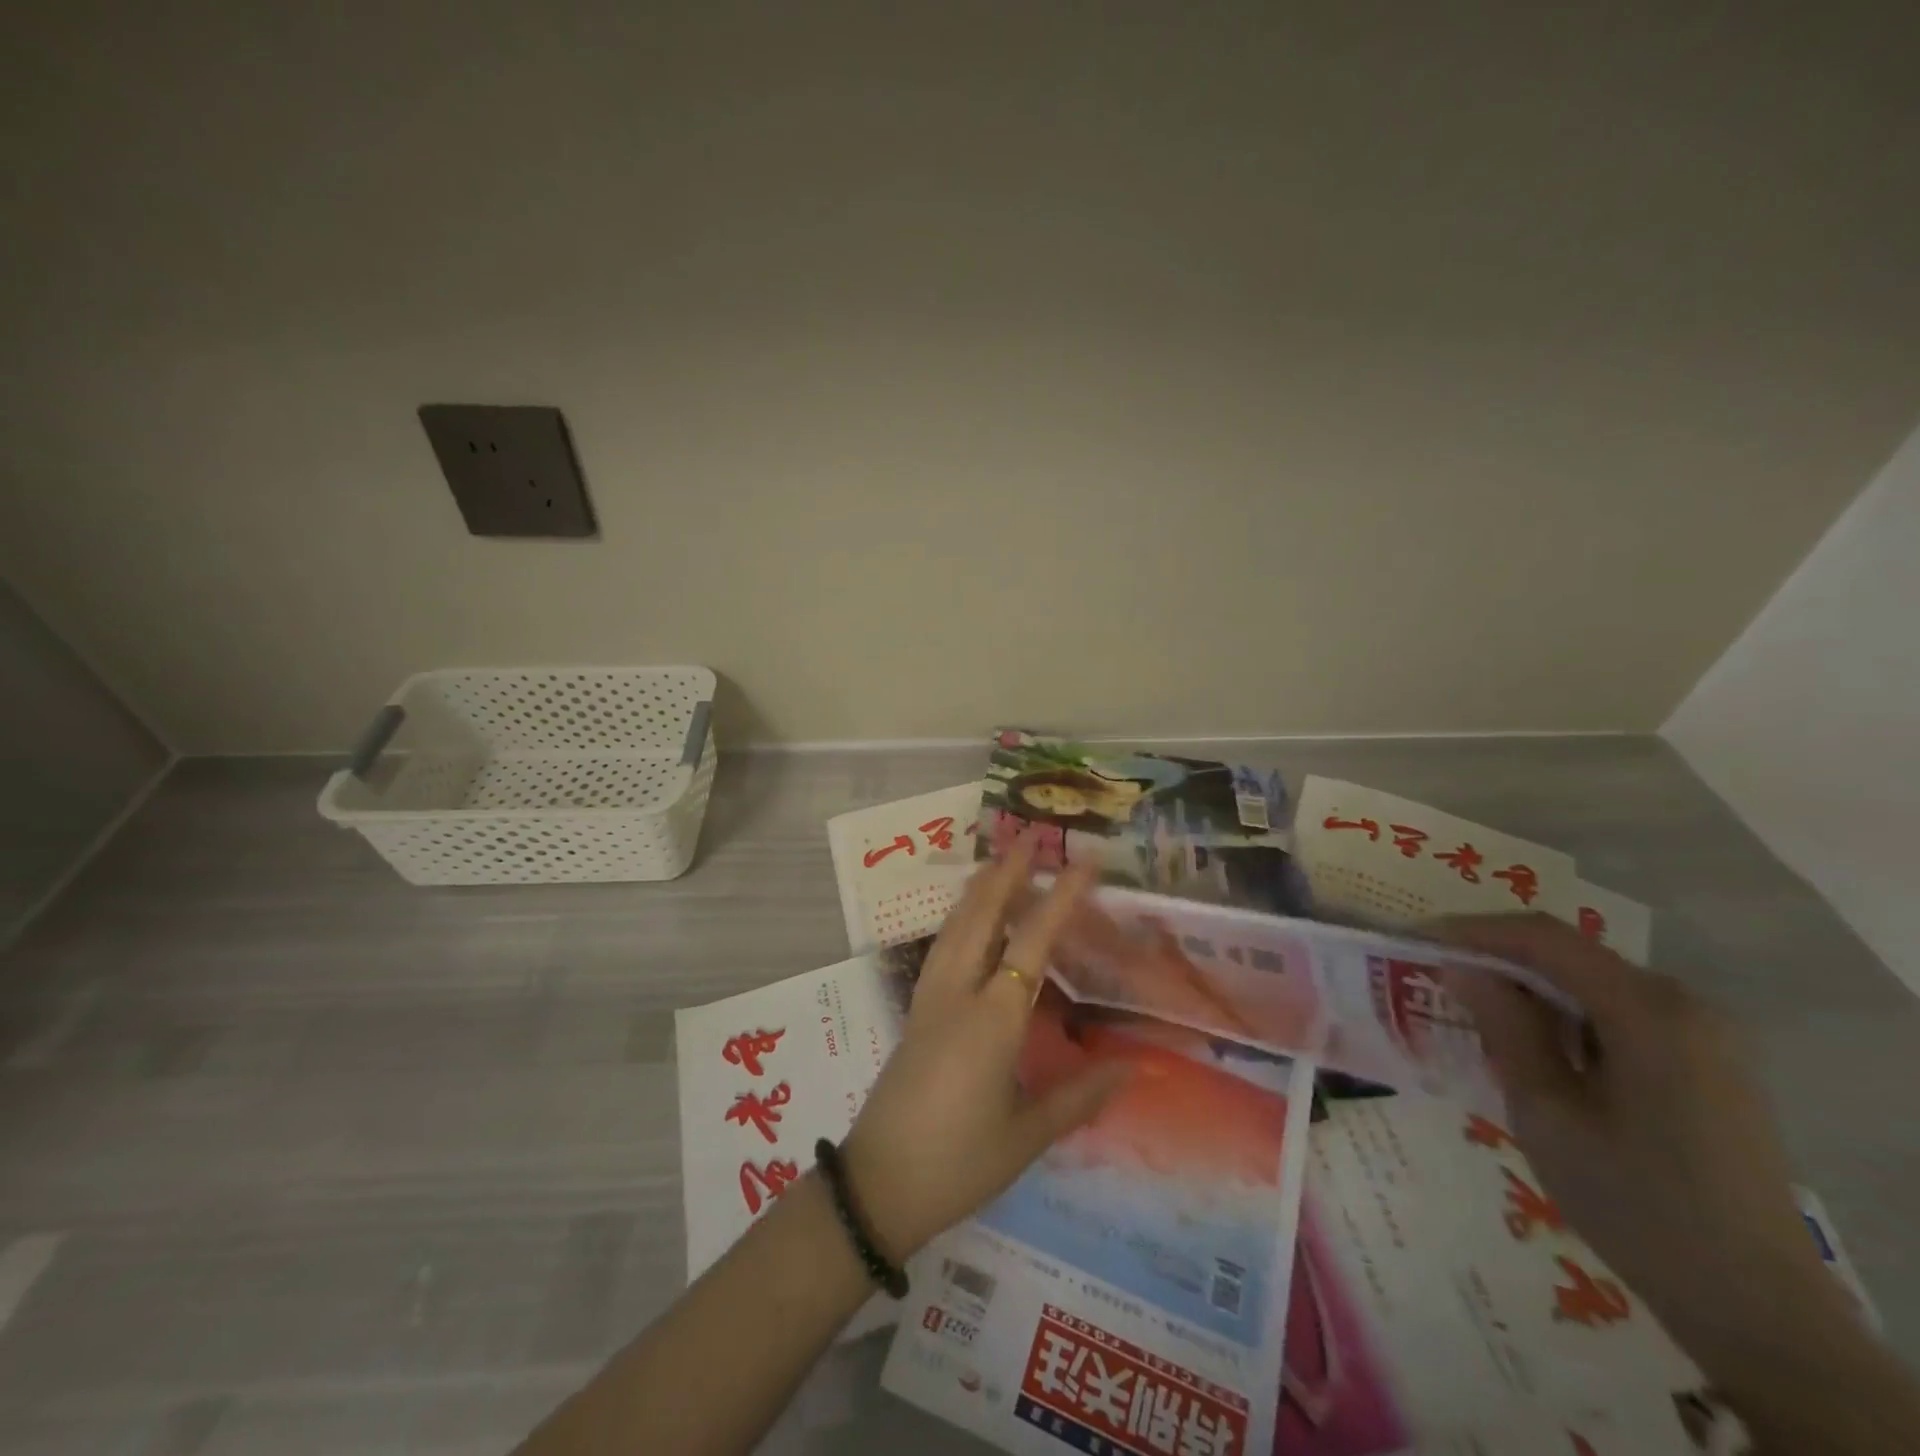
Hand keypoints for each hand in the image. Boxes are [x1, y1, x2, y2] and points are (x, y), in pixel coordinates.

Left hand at [840, 841, 1130, 1261]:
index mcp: (993, 1019)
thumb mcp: (1027, 1136)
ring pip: (955, 928)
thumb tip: (1134, 1068)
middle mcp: (958, 995)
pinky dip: (959, 920)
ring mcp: (930, 1000)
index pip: (1033, 943)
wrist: (877, 1186)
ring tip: (997, 865)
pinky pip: (941, 949)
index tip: (1084, 863)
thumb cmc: (959, 1163)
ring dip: (979, 892)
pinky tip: (966, 921)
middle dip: (1007, 875)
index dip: (1061, 898)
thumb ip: (1080, 1096)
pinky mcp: (915, 1013)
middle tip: (1029, 840)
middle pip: (982, 918)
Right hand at [1435, 915, 1836, 1357]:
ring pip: (1589, 980)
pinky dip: (1561, 1011)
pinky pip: (1615, 1009)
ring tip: (1469, 1006)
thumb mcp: (1547, 1112)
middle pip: (1569, 953)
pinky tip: (1529, 1041)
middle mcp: (1684, 1003)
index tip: (1415, 940)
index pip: (1543, 938)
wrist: (1756, 1307)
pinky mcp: (1705, 1059)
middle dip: (1495, 955)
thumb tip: (1459, 966)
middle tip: (1433, 974)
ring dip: (1526, 985)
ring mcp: (1703, 1032)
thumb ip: (1504, 1027)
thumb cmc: (1636, 1204)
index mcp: (1650, 1010)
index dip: (1472, 930)